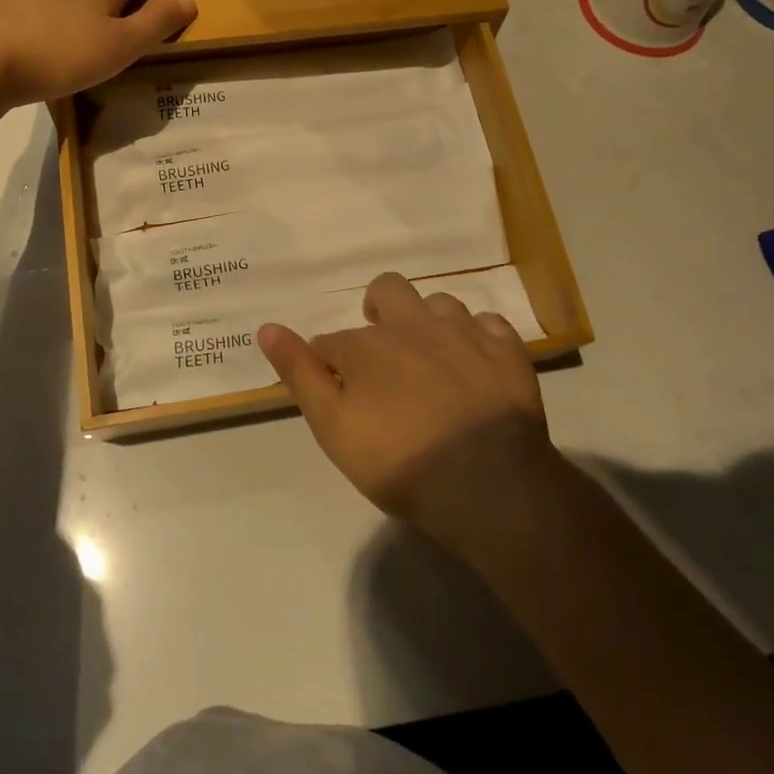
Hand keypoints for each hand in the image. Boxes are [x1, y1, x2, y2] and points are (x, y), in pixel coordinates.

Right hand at [259, 273, 560, 559]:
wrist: (488, 483)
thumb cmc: (400, 463)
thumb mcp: (333, 429)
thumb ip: (300, 375)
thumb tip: (267, 327)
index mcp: (366, 345)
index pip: (331, 342)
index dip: (328, 363)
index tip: (336, 391)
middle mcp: (411, 324)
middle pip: (388, 291)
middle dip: (379, 309)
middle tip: (384, 352)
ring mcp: (463, 332)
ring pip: (439, 303)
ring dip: (429, 322)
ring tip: (432, 359)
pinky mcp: (506, 349)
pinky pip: (488, 323)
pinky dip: (478, 337)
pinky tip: (477, 363)